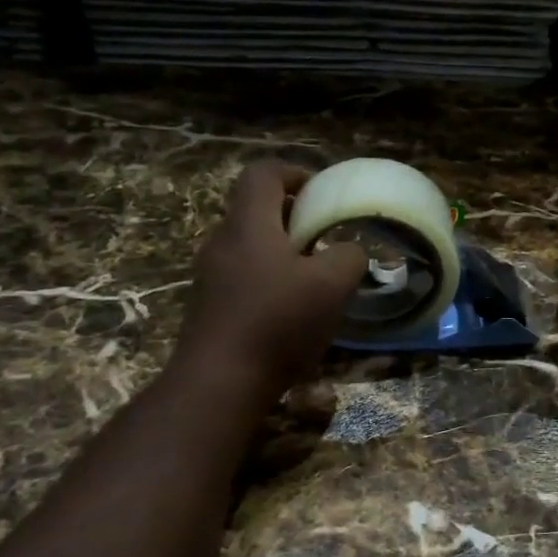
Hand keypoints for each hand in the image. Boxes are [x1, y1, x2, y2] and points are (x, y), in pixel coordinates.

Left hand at [174, 160, 366, 398]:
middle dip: (294, 218)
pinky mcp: (208, 307)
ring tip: (314, 280)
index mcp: (249, 224)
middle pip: (256, 209)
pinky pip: (243, 277)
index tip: (321, 195)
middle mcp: (223, 242)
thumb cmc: (277, 323)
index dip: (295, 173)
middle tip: (326, 239)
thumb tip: (349, 251)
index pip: (263, 173)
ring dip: (283, 252)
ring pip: (251, 246)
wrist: (218, 384)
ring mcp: (210, 276)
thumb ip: (349, 256)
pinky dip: (270, 280)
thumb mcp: (332, 285)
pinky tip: (291, 313)